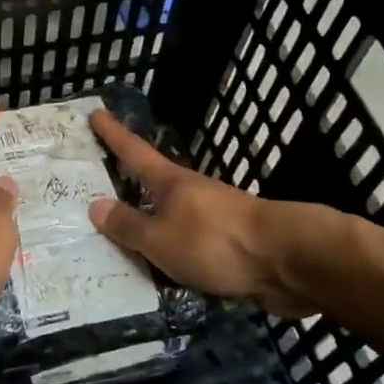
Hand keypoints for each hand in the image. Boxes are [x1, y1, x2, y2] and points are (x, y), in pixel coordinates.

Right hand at [87, 108, 316, 315]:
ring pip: (172, 217)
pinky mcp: (232, 245)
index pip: (134, 153)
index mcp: (171, 183)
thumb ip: (128, 226)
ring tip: (123, 241)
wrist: (289, 261)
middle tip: (100, 187)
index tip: (98, 113)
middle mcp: (192, 194)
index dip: (114, 134)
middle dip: (130, 184)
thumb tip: (95, 205)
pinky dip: (172, 252)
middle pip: (154, 184)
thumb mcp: (160, 238)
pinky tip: (162, 270)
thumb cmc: (215, 241)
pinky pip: (189, 245)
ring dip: (151, 224)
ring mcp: (215, 218)